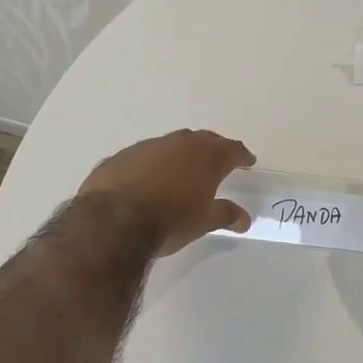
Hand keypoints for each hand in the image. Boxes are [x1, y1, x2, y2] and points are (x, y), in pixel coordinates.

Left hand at [78, 129, 255, 255]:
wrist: (114, 221)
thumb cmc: (170, 220)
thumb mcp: (204, 222)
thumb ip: (225, 215)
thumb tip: (244, 218)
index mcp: (206, 156)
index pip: (231, 149)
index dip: (241, 155)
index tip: (248, 161)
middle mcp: (178, 143)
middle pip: (202, 140)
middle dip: (213, 148)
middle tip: (218, 160)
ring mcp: (147, 147)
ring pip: (170, 144)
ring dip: (179, 154)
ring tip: (182, 170)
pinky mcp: (120, 157)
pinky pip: (143, 157)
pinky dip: (151, 165)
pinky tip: (147, 180)